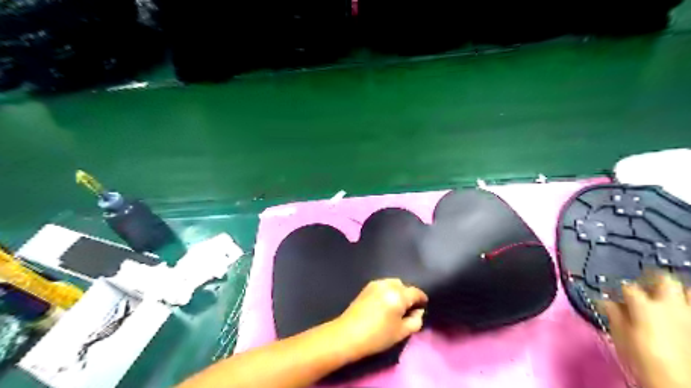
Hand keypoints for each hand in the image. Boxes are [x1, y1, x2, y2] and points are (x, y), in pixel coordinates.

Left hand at [329, 277, 426, 361]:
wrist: (348, 334)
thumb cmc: (377, 336)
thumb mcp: (401, 333)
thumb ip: (415, 321)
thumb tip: (418, 311)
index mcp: (398, 295)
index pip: (416, 292)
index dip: (422, 299)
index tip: (422, 307)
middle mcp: (388, 285)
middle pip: (404, 286)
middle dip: (408, 295)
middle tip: (406, 310)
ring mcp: (376, 284)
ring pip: (393, 283)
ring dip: (397, 292)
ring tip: (394, 306)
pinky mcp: (367, 287)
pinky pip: (383, 285)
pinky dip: (387, 291)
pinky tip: (384, 304)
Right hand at [600, 272, 689, 387]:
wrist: (677, 382)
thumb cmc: (643, 360)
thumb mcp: (620, 337)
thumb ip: (614, 315)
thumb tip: (605, 301)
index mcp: (645, 306)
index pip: (628, 287)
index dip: (620, 290)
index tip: (614, 295)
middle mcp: (670, 305)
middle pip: (665, 280)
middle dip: (653, 279)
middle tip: (645, 285)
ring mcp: (690, 316)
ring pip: (688, 292)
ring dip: (677, 292)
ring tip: (668, 298)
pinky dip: (685, 307)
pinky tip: (679, 314)